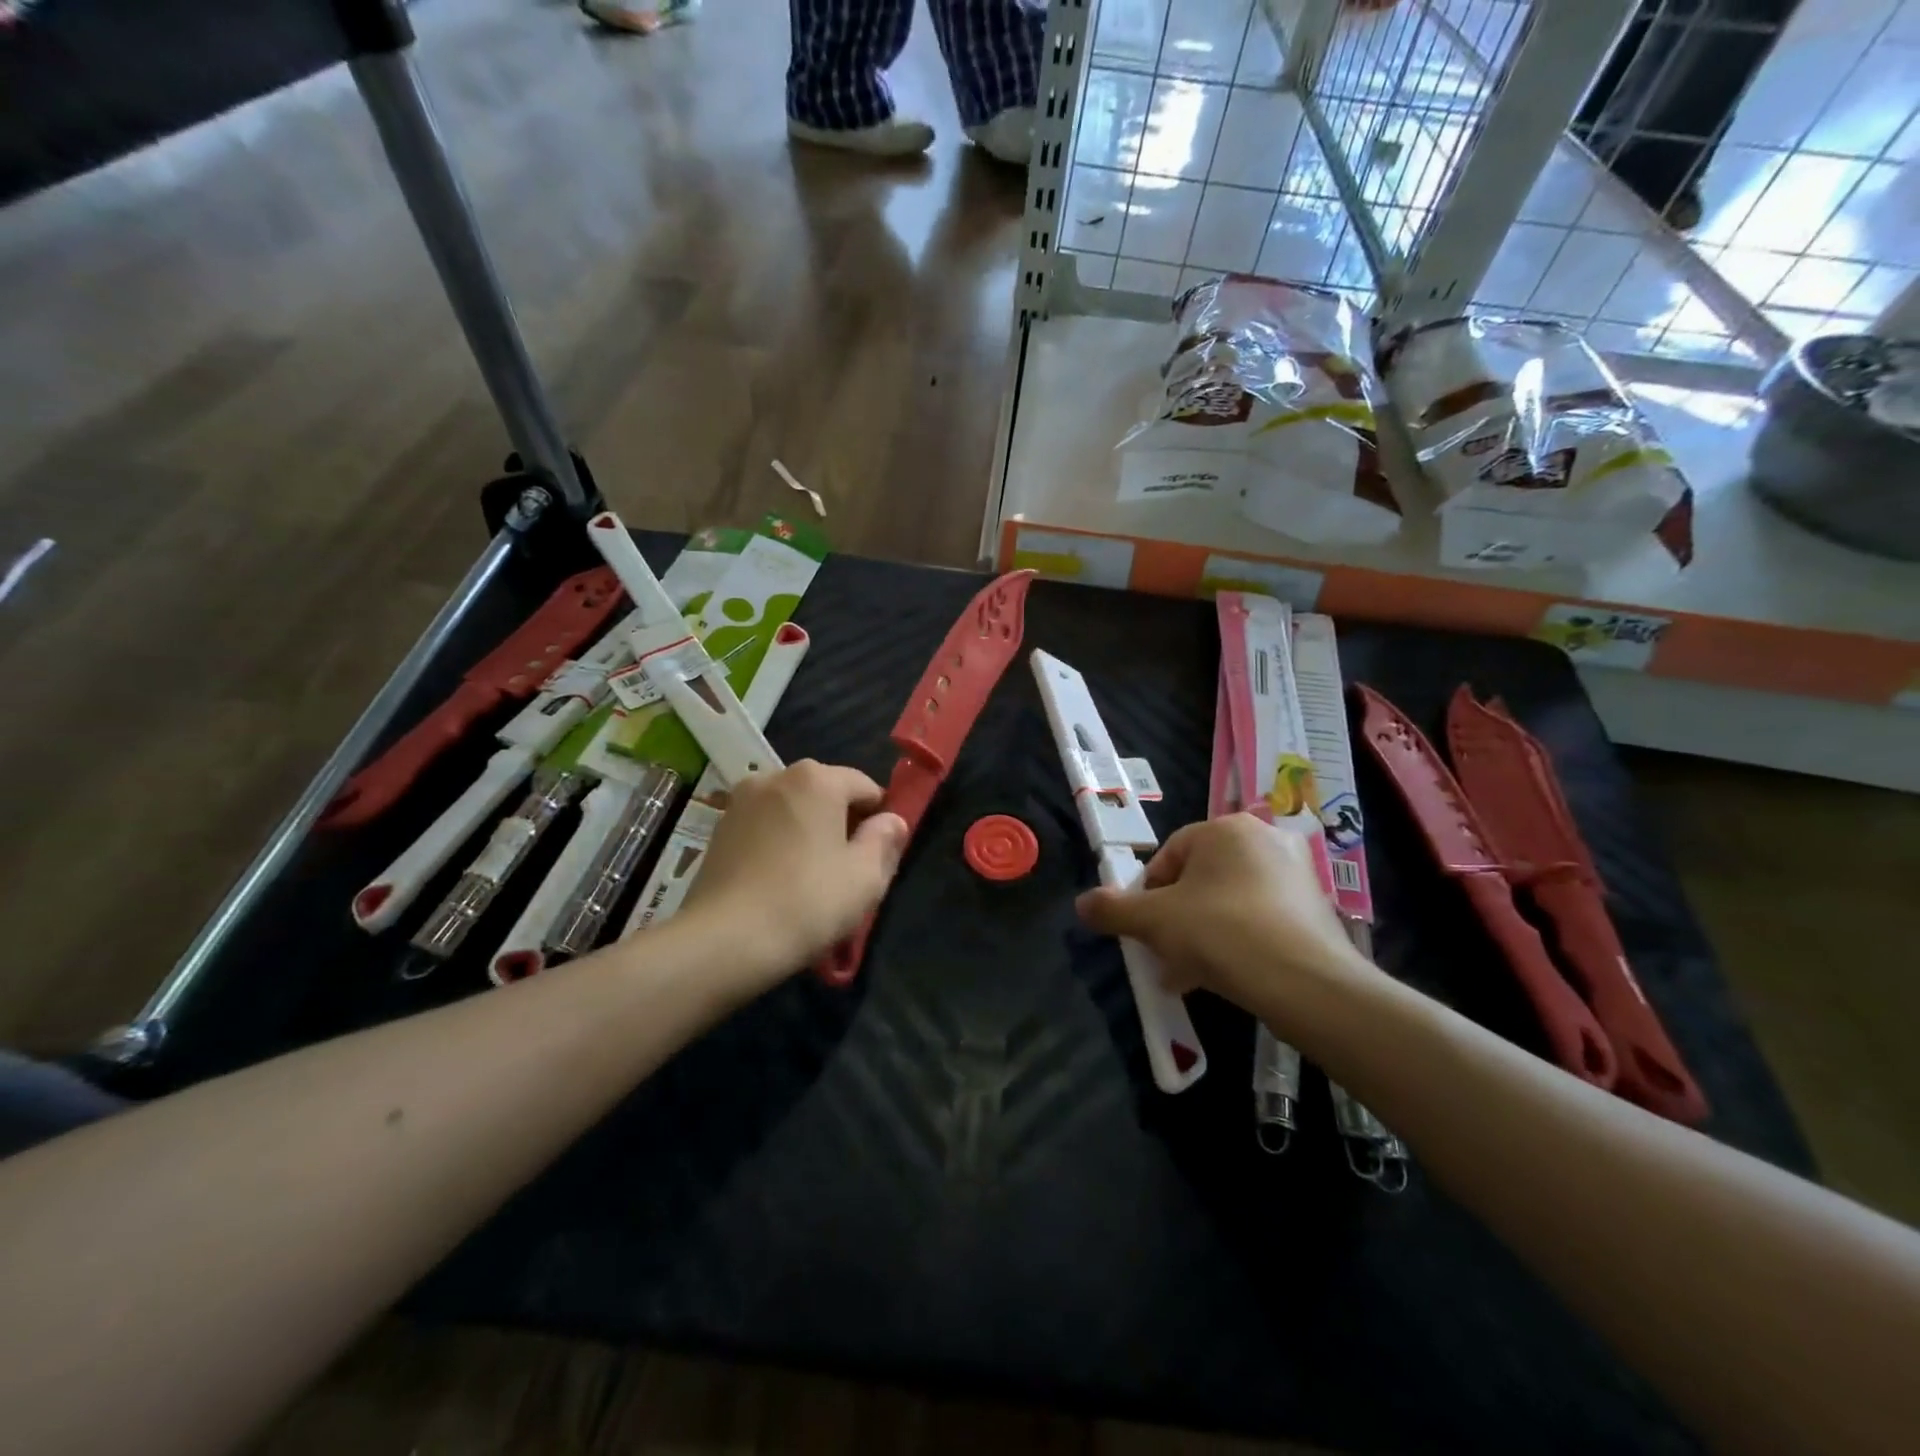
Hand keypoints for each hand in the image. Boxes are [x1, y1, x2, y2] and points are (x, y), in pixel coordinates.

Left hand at [680, 759, 907, 979]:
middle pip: (826, 793)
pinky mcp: (718, 828)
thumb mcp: (866, 877)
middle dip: (842, 822)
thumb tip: (892, 820)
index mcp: (817, 779)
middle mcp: (776, 775)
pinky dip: (778, 842)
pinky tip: (778, 880)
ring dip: (808, 831)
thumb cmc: (807, 902)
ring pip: (792, 809)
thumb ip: (885, 841)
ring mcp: (741, 800)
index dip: (880, 818)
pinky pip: (764, 826)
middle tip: (847, 869)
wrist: (724, 940)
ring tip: (810, 876)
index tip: (879, 854)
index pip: (865, 786)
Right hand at [1076, 814, 1374, 1019]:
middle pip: (1200, 880)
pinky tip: (1225, 977)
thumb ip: (1112, 909)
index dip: (1147, 895)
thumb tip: (1082, 903)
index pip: (1169, 856)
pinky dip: (1238, 942)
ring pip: (1229, 902)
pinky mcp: (1316, 909)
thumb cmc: (1220, 932)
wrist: (1306, 983)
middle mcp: (1265, 839)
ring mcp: (1297, 874)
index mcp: (1225, 828)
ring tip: (1188, 974)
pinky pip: (1261, 919)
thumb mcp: (1153, 921)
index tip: (1143, 929)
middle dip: (1175, 919)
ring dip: (1202, 935)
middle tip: (1163, 954)